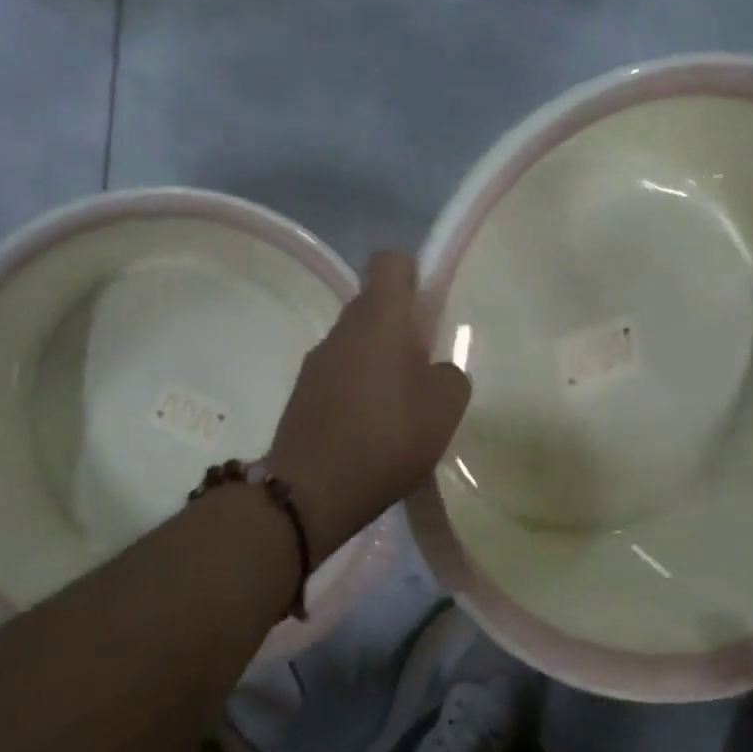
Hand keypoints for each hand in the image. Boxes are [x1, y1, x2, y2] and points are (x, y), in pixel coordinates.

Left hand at [267, 253, 471, 562]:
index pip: (390, 262)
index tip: (430, 310)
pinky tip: (370, 427)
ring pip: (356, 340)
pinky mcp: (303, 390)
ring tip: (400, 406)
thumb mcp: (444, 408)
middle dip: (401, 326)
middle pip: (374, 304)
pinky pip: (339, 371)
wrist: (311, 488)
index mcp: (378, 317)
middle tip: (425, 367)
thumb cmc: (386, 436)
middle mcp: (343, 327)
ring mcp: (317, 359)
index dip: (414, 274)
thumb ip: (449, 375)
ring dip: (378, 359)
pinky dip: (357, 386)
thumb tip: (434, 369)